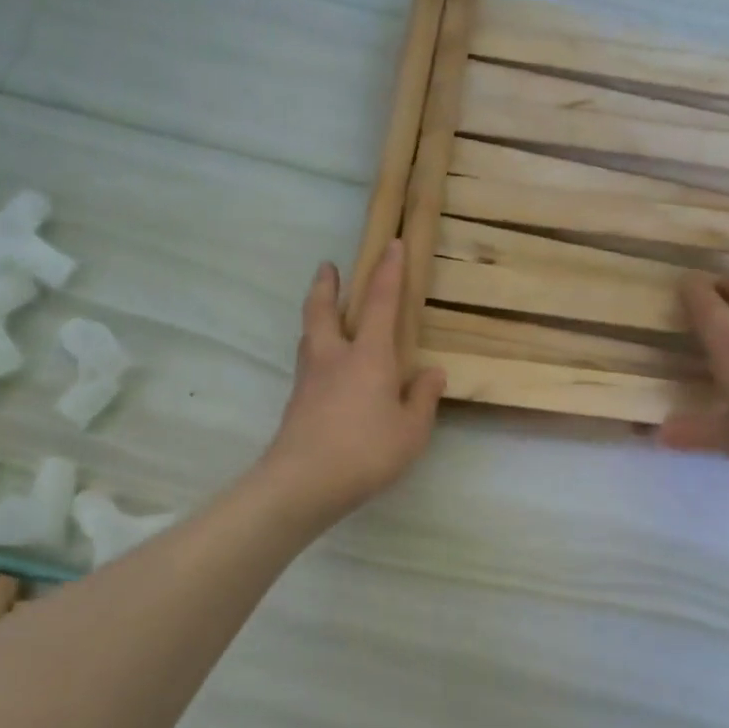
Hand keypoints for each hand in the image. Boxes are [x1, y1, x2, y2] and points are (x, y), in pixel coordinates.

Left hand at [259, 241, 446, 519]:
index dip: (388, 272)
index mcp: (368, 356)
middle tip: (327, 267)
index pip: (379, 303)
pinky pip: (307, 362)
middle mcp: (334, 357)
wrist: (304, 482)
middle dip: (327, 285)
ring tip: (323, 312)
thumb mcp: (411, 430)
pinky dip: (314, 349)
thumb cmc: (367, 451)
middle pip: (323, 310)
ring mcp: (309, 378)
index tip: (391, 245)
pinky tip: (324, 367)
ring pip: (309, 334)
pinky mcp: (296, 401)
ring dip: (316, 314)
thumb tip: (432, 373)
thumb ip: (422, 398)